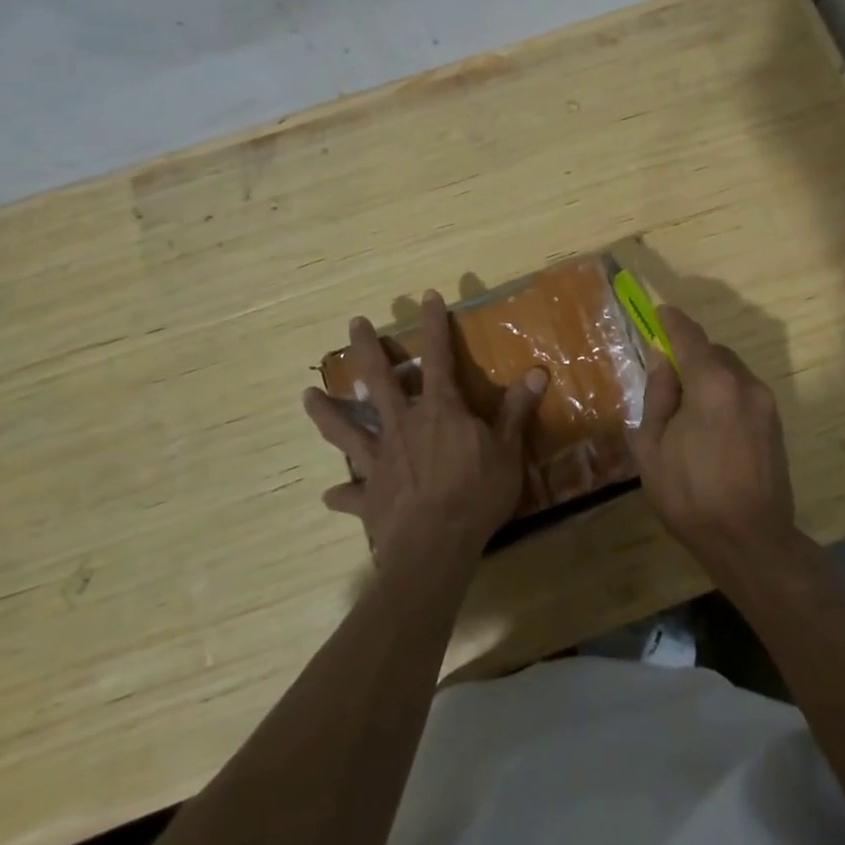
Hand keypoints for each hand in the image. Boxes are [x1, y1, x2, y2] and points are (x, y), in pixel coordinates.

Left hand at [304, 291, 546, 568]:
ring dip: (327, 411)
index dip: (433, 326)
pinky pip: (350, 493)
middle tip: (354, 324)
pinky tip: (330, 494)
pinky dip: (341, 493)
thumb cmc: (476, 494)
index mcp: (439, 410)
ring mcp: (380, 459)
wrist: (435, 546)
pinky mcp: (369, 495)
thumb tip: (538, 371)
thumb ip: (516, 411)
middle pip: (379, 379)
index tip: (426, 297)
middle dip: (367, 349)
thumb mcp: (507, 451)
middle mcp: (403, 425)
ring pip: (347, 429)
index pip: (438, 357)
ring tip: (307, 395)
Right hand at [634, 306, 798, 574]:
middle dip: (691, 356)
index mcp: (713, 384)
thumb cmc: (690, 495)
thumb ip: (658, 395)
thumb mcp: (653, 446)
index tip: (659, 313)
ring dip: (710, 377)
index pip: (690, 336)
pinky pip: (745, 394)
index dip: (672, 322)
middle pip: (714, 353)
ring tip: (688, 411)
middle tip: (667, 379)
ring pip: (732, 373)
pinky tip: (710, 428)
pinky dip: (725, 395)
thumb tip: (663, 361)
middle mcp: (745, 384)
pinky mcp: (776, 425)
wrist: (750, 541)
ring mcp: (766, 404)